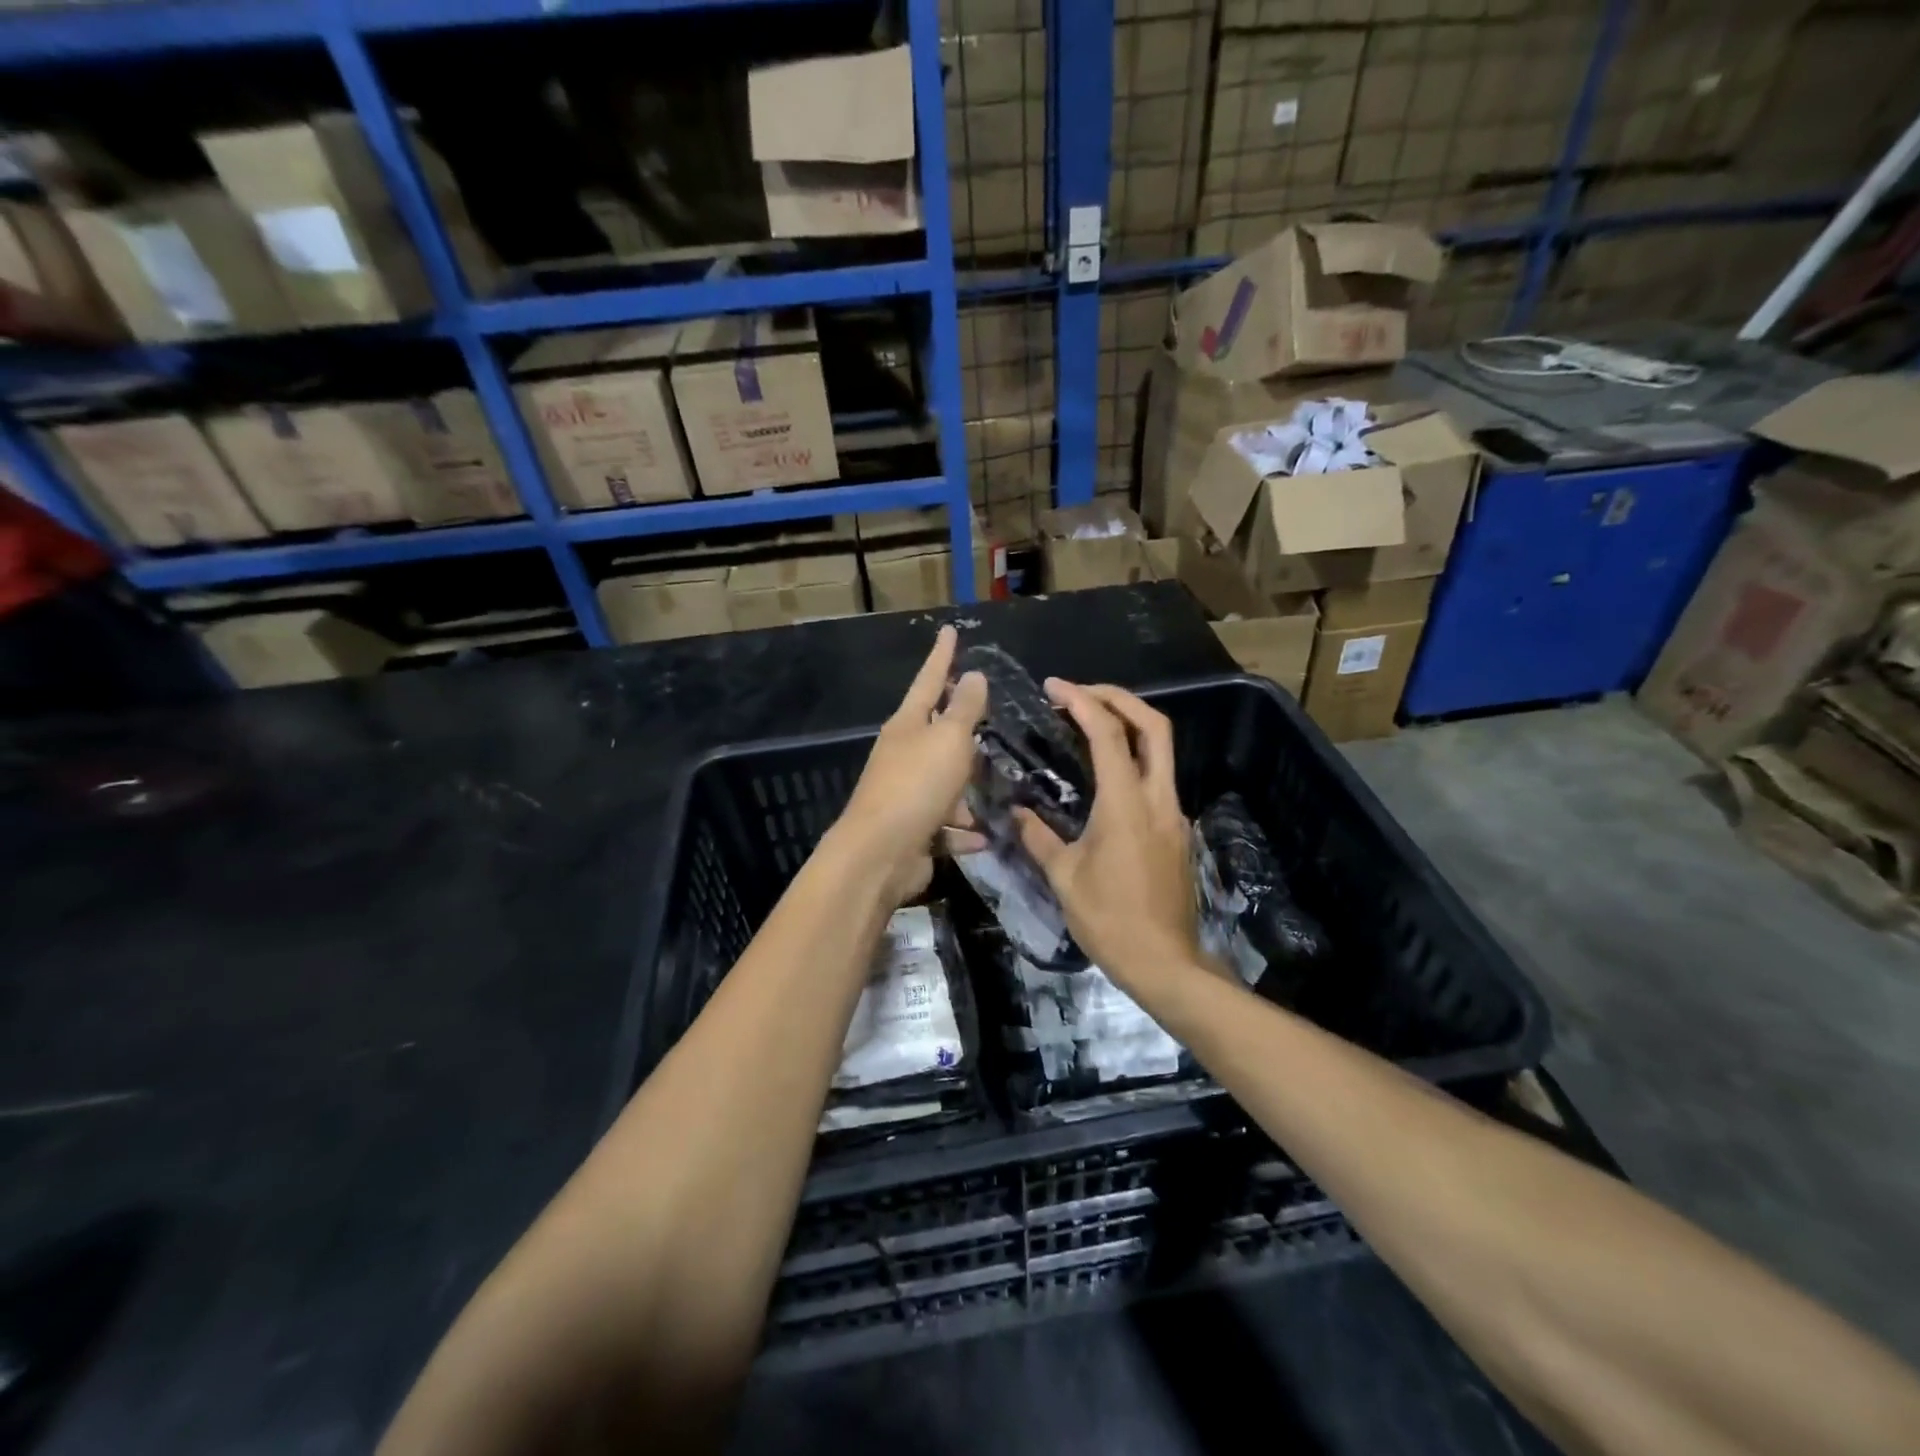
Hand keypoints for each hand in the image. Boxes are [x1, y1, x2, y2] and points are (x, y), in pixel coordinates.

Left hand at [832, 625, 988, 903]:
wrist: (880, 855)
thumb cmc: (917, 786)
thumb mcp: (948, 740)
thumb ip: (964, 709)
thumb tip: (972, 675)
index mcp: (908, 726)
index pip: (929, 680)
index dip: (942, 656)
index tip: (950, 630)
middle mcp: (903, 756)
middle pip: (936, 734)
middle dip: (960, 729)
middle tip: (986, 718)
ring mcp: (906, 795)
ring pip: (944, 784)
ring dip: (967, 791)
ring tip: (997, 792)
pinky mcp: (913, 831)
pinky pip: (946, 826)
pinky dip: (964, 830)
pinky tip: (984, 835)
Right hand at [1014, 681, 1199, 988]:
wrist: (1166, 963)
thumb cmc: (1110, 920)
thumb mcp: (1064, 878)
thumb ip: (1038, 836)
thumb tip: (1016, 811)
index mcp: (1126, 804)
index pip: (1108, 734)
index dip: (1081, 701)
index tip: (1054, 686)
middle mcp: (1158, 799)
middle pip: (1154, 726)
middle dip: (1119, 698)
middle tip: (1081, 693)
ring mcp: (1174, 814)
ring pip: (1161, 751)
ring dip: (1129, 726)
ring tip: (1089, 724)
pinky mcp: (1177, 831)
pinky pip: (1158, 780)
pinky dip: (1133, 760)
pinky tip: (1105, 778)